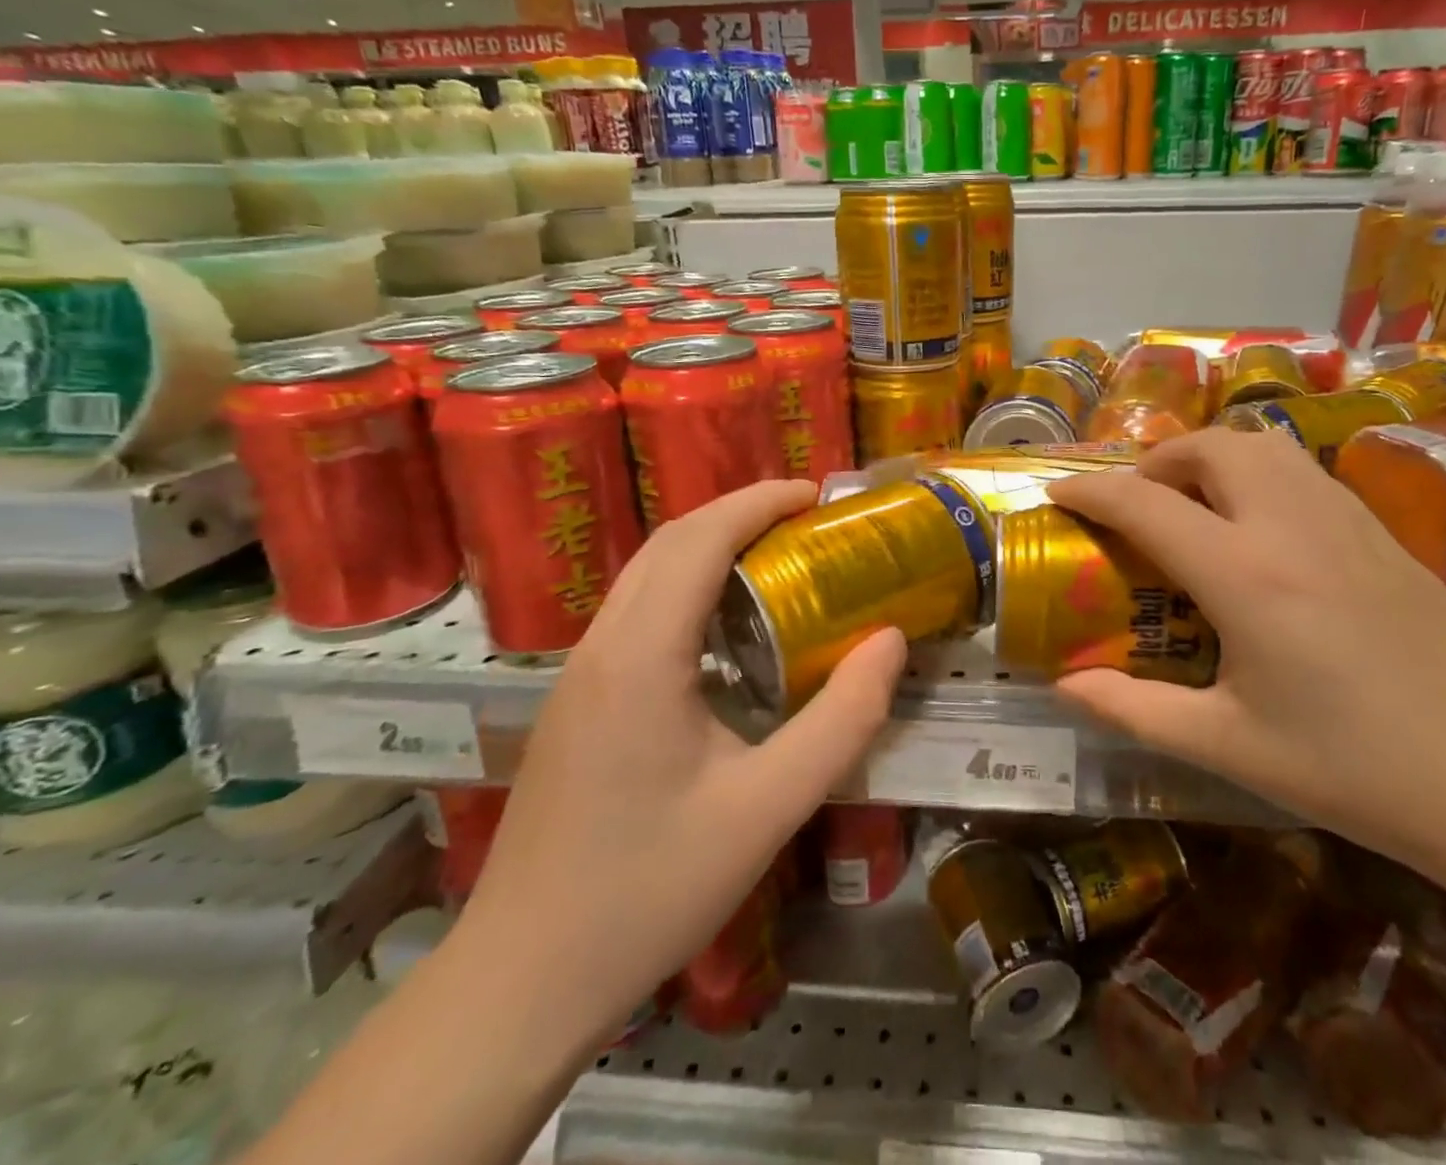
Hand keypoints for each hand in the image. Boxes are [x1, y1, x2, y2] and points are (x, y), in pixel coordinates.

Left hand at [460, 480, 906, 1043]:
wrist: (522, 981)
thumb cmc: (650, 890)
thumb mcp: (769, 808)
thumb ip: (842, 720)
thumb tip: (891, 642)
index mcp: (642, 657)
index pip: (699, 539)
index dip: (759, 501)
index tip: (815, 495)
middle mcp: (601, 647)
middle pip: (668, 543)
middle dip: (737, 513)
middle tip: (805, 520)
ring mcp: (579, 675)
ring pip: (645, 574)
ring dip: (709, 547)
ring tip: (776, 558)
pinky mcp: (576, 703)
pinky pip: (636, 612)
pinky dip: (687, 587)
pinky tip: (728, 631)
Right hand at [1047, 430, 1445, 884]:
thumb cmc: (1359, 770)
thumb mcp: (1230, 746)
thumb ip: (1135, 710)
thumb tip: (1065, 688)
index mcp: (1246, 574)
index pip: (1145, 505)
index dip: (1090, 491)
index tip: (1056, 493)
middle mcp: (1292, 525)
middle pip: (1209, 447)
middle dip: (1156, 461)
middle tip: (1134, 506)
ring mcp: (1347, 520)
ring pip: (1262, 446)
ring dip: (1210, 458)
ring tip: (1191, 508)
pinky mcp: (1384, 533)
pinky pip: (1301, 472)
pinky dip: (1257, 474)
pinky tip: (1258, 532)